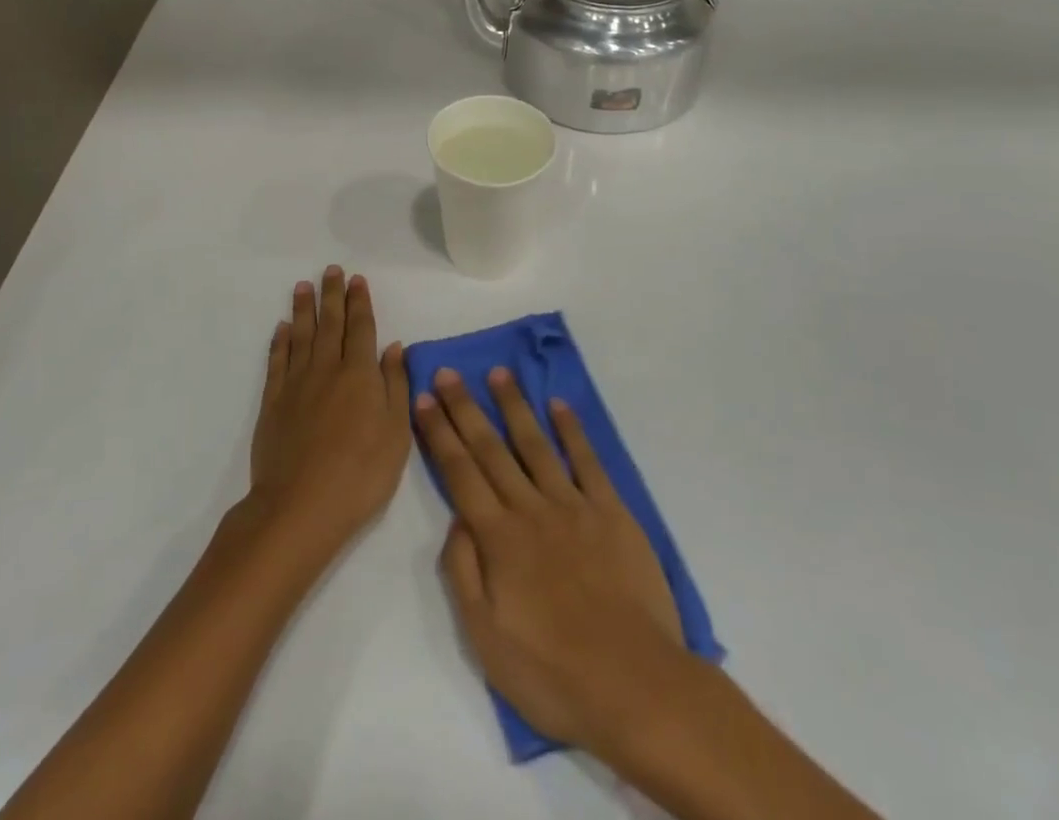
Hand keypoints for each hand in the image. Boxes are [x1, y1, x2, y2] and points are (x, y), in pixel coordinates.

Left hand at [246, 267, 411, 565]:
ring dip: (304, 308)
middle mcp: (327, 369)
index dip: (360, 302)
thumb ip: (395, 386)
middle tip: (331, 270)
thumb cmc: (361, 474)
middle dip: (332, 295)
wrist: (300, 507)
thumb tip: (394, 347)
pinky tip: (283, 328)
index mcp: (360, 375)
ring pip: (302, 335)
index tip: (357, 279)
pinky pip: (278, 361)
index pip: (361, 328)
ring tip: (303, 286)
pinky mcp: (273, 402)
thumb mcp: (396, 434)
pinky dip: (280, 341)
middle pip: (330, 323)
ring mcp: (297, 384)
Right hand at [415, 366, 687, 755]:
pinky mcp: (611, 512)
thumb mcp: (485, 638)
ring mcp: (573, 505)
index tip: (423, 398)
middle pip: (491, 449)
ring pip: (535, 444)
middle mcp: (531, 509)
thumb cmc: (553, 673)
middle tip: (448, 372)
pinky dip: (571, 430)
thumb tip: (456, 518)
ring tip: (498, 373)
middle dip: (465, 408)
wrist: (635, 686)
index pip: (460, 472)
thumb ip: (463, 571)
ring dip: (514, 406)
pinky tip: (558, 405)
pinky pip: (587, 461)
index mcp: (498, 538)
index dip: (439, 433)